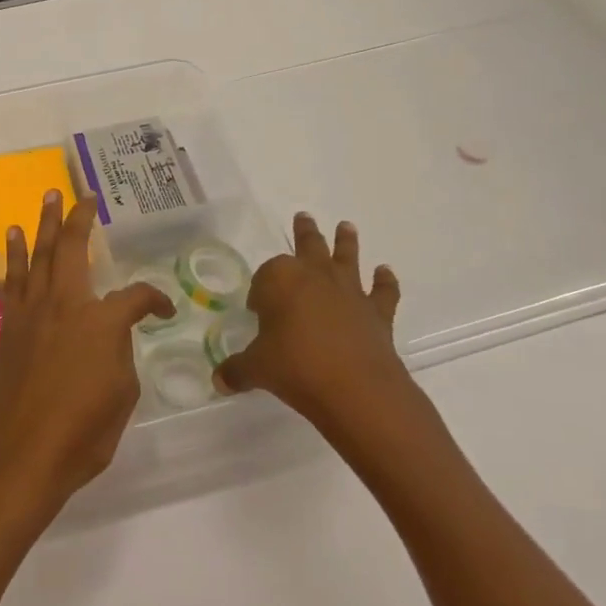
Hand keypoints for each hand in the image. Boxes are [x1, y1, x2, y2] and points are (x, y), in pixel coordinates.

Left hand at [0, 191, 173, 523]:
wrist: (21, 456)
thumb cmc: (82, 434)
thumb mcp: (123, 396)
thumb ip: (120, 355)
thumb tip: (110, 339)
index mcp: (102, 322)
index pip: (137, 297)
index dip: (156, 301)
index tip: (164, 311)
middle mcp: (66, 304)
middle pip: (73, 248)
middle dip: (80, 218)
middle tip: (84, 196)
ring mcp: (32, 312)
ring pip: (40, 255)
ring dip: (45, 223)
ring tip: (48, 197)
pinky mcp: (10, 326)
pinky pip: (13, 279)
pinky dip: (14, 254)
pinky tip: (14, 236)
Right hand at [212, 213, 417, 429]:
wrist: (356, 388)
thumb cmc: (296, 367)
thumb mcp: (257, 369)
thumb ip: (237, 370)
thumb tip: (220, 380)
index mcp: (280, 279)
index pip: (265, 276)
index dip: (260, 291)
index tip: (257, 310)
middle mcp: (315, 275)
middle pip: (308, 246)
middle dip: (304, 232)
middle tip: (303, 217)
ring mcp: (349, 291)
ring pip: (346, 257)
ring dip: (345, 241)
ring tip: (347, 226)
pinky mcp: (377, 312)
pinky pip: (383, 291)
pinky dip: (386, 281)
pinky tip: (386, 272)